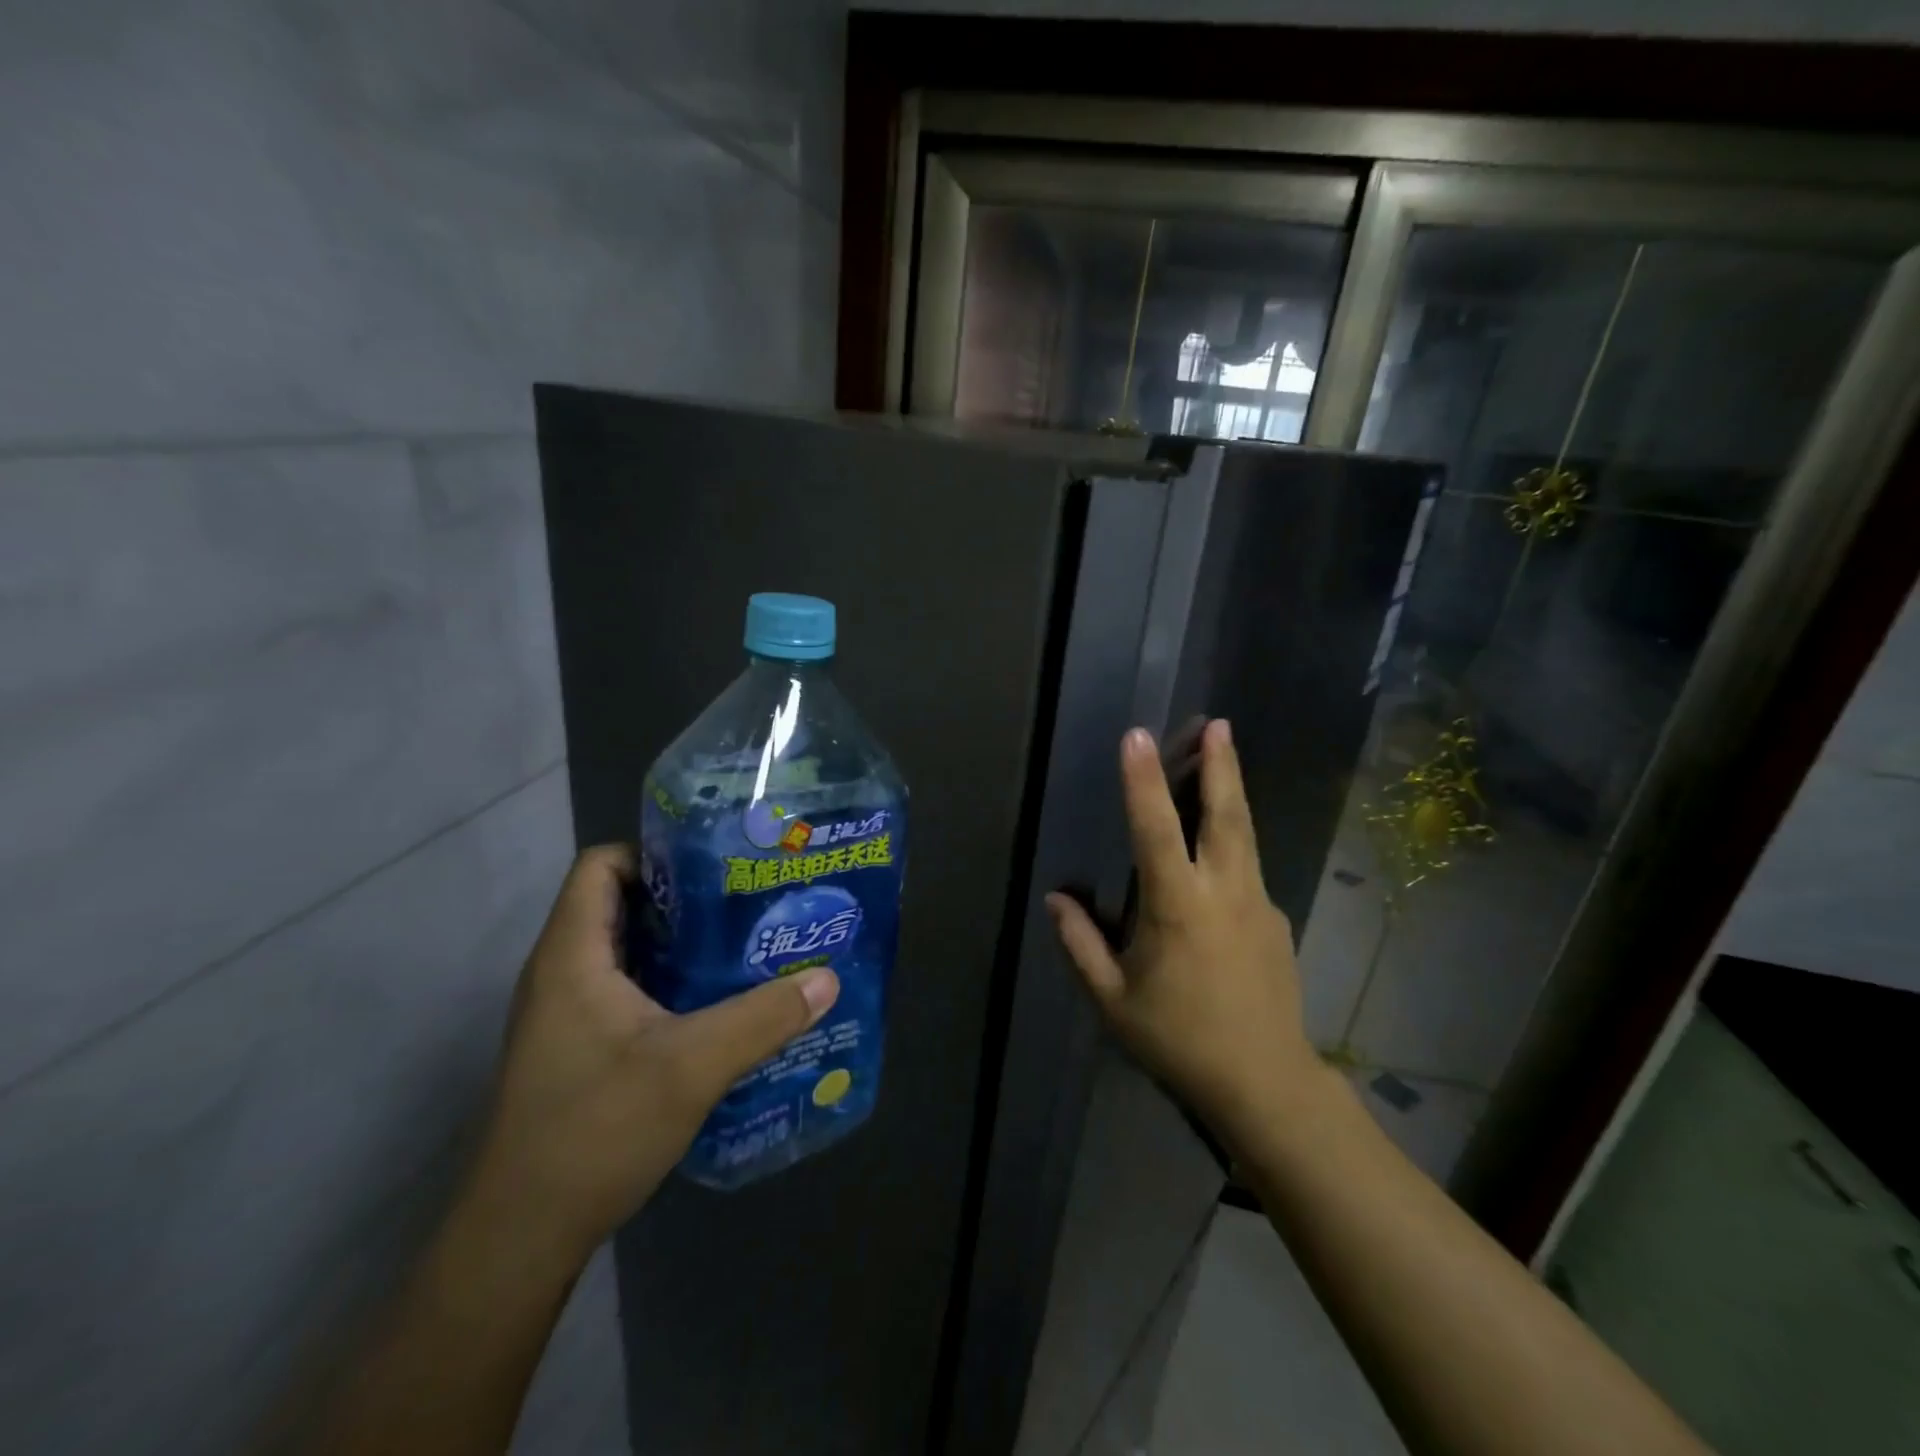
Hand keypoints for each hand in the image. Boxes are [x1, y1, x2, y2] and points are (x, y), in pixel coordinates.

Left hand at [464, 845, 839, 1263]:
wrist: (520, 1238)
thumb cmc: (594, 1131)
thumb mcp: (691, 1067)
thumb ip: (762, 1018)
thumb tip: (827, 978)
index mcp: (573, 955)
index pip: (601, 865)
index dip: (655, 852)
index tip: (717, 864)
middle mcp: (563, 973)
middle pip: (620, 903)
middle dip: (685, 897)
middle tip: (749, 900)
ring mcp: (568, 1013)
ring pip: (628, 950)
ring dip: (682, 944)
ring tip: (745, 943)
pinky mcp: (579, 1048)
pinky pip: (628, 990)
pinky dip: (671, 982)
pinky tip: (719, 1003)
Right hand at [1046, 721, 1315, 1144]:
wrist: (1265, 1084)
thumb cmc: (1178, 1040)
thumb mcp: (1113, 1000)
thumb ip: (1081, 944)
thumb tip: (1057, 900)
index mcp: (1178, 906)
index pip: (1156, 829)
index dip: (1143, 780)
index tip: (1138, 736)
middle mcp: (1224, 892)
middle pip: (1226, 815)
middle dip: (1221, 765)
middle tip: (1220, 723)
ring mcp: (1258, 904)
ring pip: (1245, 836)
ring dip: (1233, 793)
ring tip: (1225, 759)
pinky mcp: (1276, 922)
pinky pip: (1249, 872)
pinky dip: (1234, 847)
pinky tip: (1219, 861)